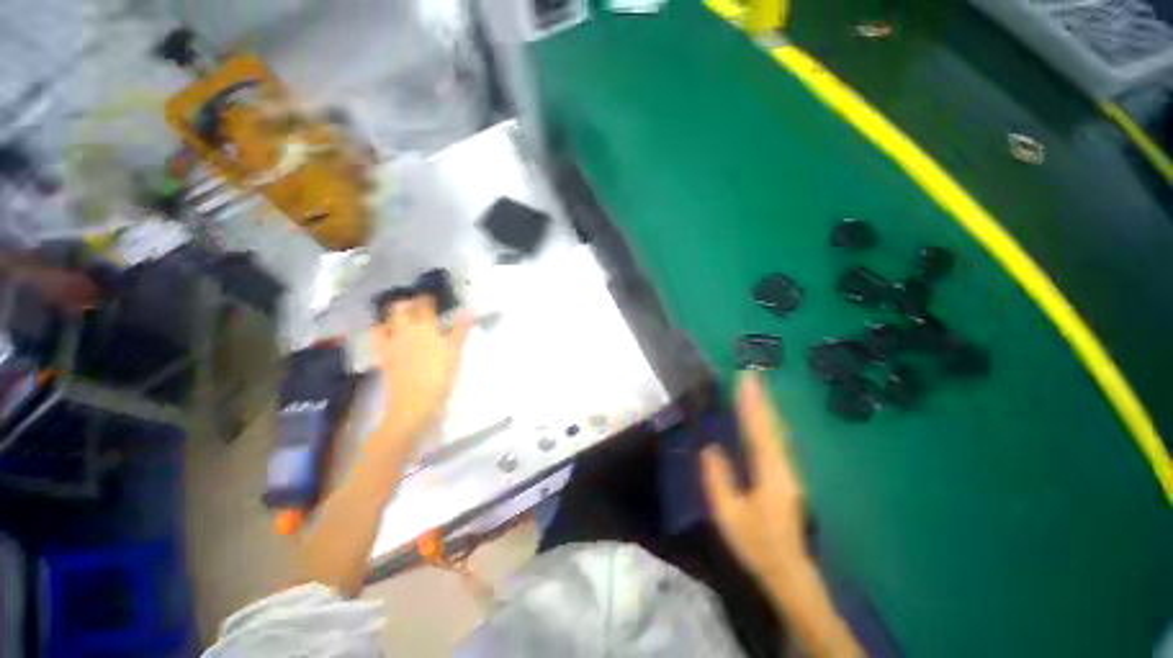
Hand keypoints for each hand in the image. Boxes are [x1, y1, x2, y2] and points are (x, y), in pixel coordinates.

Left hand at [371, 295, 472, 444]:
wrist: (414, 404)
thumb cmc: (440, 376)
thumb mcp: (455, 352)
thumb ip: (461, 330)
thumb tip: (469, 311)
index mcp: (425, 327)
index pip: (425, 305)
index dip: (428, 299)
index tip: (434, 297)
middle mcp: (404, 331)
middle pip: (400, 309)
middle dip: (408, 303)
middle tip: (418, 305)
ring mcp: (391, 344)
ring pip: (386, 322)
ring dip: (392, 316)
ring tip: (402, 317)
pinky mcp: (384, 358)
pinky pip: (379, 340)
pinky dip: (383, 333)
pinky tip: (390, 335)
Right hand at [702, 372, 807, 586]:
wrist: (789, 571)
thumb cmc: (757, 543)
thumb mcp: (730, 514)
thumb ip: (719, 480)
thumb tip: (711, 449)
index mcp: (770, 473)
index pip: (758, 430)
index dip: (751, 404)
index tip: (745, 380)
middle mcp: (784, 466)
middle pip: (772, 426)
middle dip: (761, 399)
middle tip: (752, 374)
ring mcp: (789, 471)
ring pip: (777, 432)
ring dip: (767, 408)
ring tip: (757, 389)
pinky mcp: (788, 477)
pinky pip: (777, 441)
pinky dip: (769, 423)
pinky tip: (764, 418)